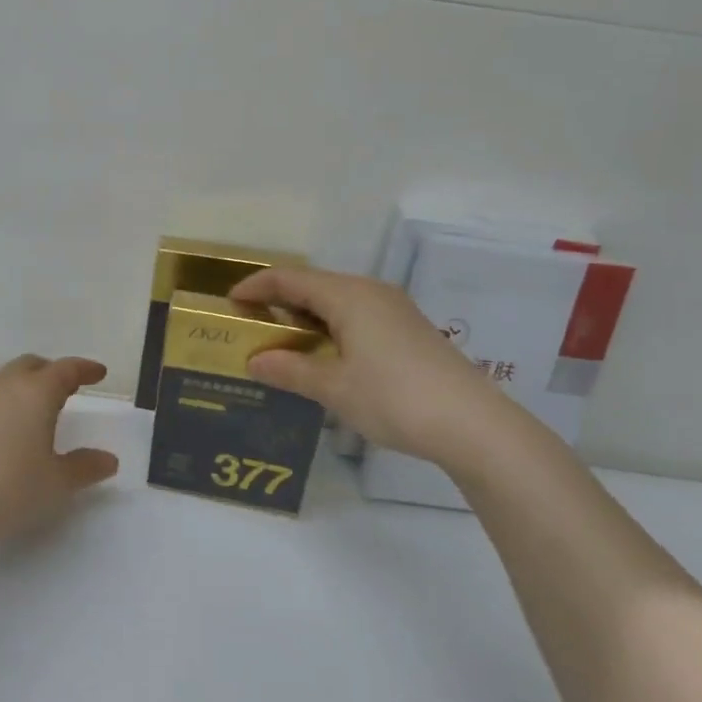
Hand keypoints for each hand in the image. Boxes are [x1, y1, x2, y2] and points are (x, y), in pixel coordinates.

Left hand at [0, 355, 119, 553]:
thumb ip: (85, 468)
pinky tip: (1, 434)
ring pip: (4, 381)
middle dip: (52, 372)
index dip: (85, 369)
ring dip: (23, 388)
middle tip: (68, 389)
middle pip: (31, 366)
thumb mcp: (56, 483)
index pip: (65, 369)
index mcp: (35, 393)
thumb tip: (108, 460)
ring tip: (35, 412)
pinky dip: (1, 406)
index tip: (98, 373)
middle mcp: (3, 387)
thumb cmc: (6, 486)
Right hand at [230, 265, 499, 465]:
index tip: (229, 302)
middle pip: (315, 285)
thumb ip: (291, 370)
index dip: (256, 286)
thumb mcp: (334, 388)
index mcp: (349, 296)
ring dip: (306, 316)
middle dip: (279, 301)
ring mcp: (394, 310)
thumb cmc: (394, 398)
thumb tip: (255, 361)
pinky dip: (330, 327)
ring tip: (281, 341)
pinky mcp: (408, 330)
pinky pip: (357, 316)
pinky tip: (324, 355)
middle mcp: (371, 292)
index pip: (291, 279)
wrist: (472, 423)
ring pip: (338, 301)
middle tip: (251, 324)